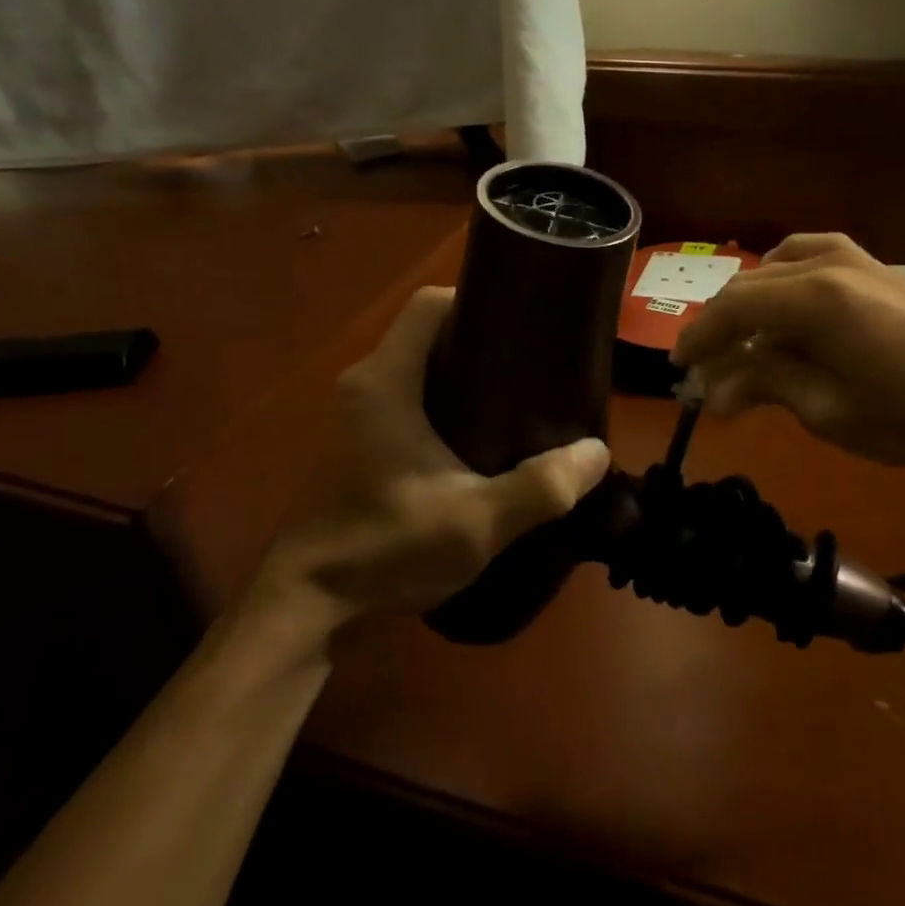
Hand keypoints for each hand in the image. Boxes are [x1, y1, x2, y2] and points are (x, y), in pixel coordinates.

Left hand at [237, 287, 611, 640]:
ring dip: (463, 375)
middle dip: (482, 342)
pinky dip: (444, 402)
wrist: (307, 606)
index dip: (476, 300)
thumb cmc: (385, 548)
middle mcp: (366, 384)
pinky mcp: (358, 442)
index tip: (523, 324)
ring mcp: (357, 414)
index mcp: (386, 381)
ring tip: (518, 400)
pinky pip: (408, 398)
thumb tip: (597, 452)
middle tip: (534, 366)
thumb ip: (541, 487)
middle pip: (428, 334)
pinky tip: (481, 438)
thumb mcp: (476, 522)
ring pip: (419, 368)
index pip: (428, 305)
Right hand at [671, 234, 904, 470]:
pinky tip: (786, 306)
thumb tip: (714, 389)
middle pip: (750, 286)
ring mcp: (853, 258)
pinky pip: (809, 259)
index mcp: (811, 297)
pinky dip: (783, 282)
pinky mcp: (873, 266)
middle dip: (722, 328)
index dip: (699, 338)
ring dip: (751, 304)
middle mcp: (825, 264)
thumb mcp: (828, 409)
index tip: (681, 370)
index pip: (732, 307)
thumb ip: (766, 384)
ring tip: (743, 342)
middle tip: (707, 370)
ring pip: (776, 269)